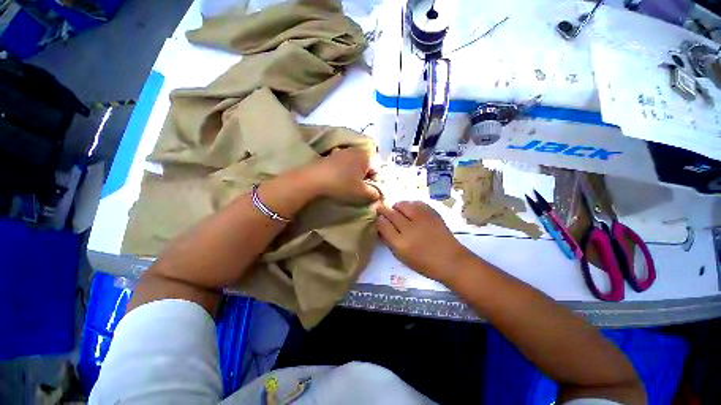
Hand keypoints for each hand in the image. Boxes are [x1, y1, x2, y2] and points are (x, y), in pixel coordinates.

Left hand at [306, 148, 380, 203]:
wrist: (315, 179)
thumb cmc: (343, 185)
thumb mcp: (362, 193)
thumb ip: (375, 193)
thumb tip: (378, 193)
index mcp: (366, 156)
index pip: (378, 168)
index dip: (376, 181)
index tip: (370, 191)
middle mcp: (356, 150)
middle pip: (366, 166)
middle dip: (365, 177)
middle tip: (360, 189)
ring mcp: (342, 151)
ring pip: (355, 165)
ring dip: (355, 175)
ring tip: (348, 186)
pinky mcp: (331, 155)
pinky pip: (344, 164)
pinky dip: (345, 172)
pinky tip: (339, 180)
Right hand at [376, 201, 473, 282]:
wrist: (451, 260)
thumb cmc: (424, 263)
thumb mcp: (402, 257)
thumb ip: (390, 241)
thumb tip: (382, 227)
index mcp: (400, 243)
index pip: (383, 225)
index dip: (379, 220)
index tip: (378, 218)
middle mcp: (409, 228)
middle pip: (390, 213)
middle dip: (383, 210)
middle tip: (381, 209)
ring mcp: (421, 218)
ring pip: (402, 205)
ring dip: (396, 207)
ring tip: (397, 210)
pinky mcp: (431, 213)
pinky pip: (415, 203)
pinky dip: (410, 205)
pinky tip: (410, 210)